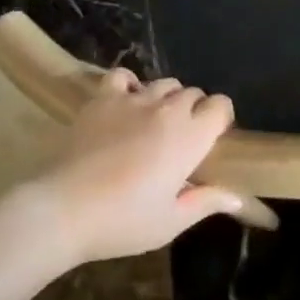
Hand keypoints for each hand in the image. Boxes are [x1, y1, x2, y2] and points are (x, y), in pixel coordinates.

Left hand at [33, 69, 242, 262]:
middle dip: (194, 110)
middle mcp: (167, 110)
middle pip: (193, 93)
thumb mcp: (170, 222)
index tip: (212, 138)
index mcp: (190, 137)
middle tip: (181, 139)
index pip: (220, 106)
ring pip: (164, 83)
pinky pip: (124, 76)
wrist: (64, 210)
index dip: (220, 118)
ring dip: (166, 99)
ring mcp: (134, 99)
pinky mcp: (104, 98)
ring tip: (154, 123)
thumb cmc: (123, 222)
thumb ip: (205, 202)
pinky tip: (126, 103)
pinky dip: (130, 85)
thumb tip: (235, 196)